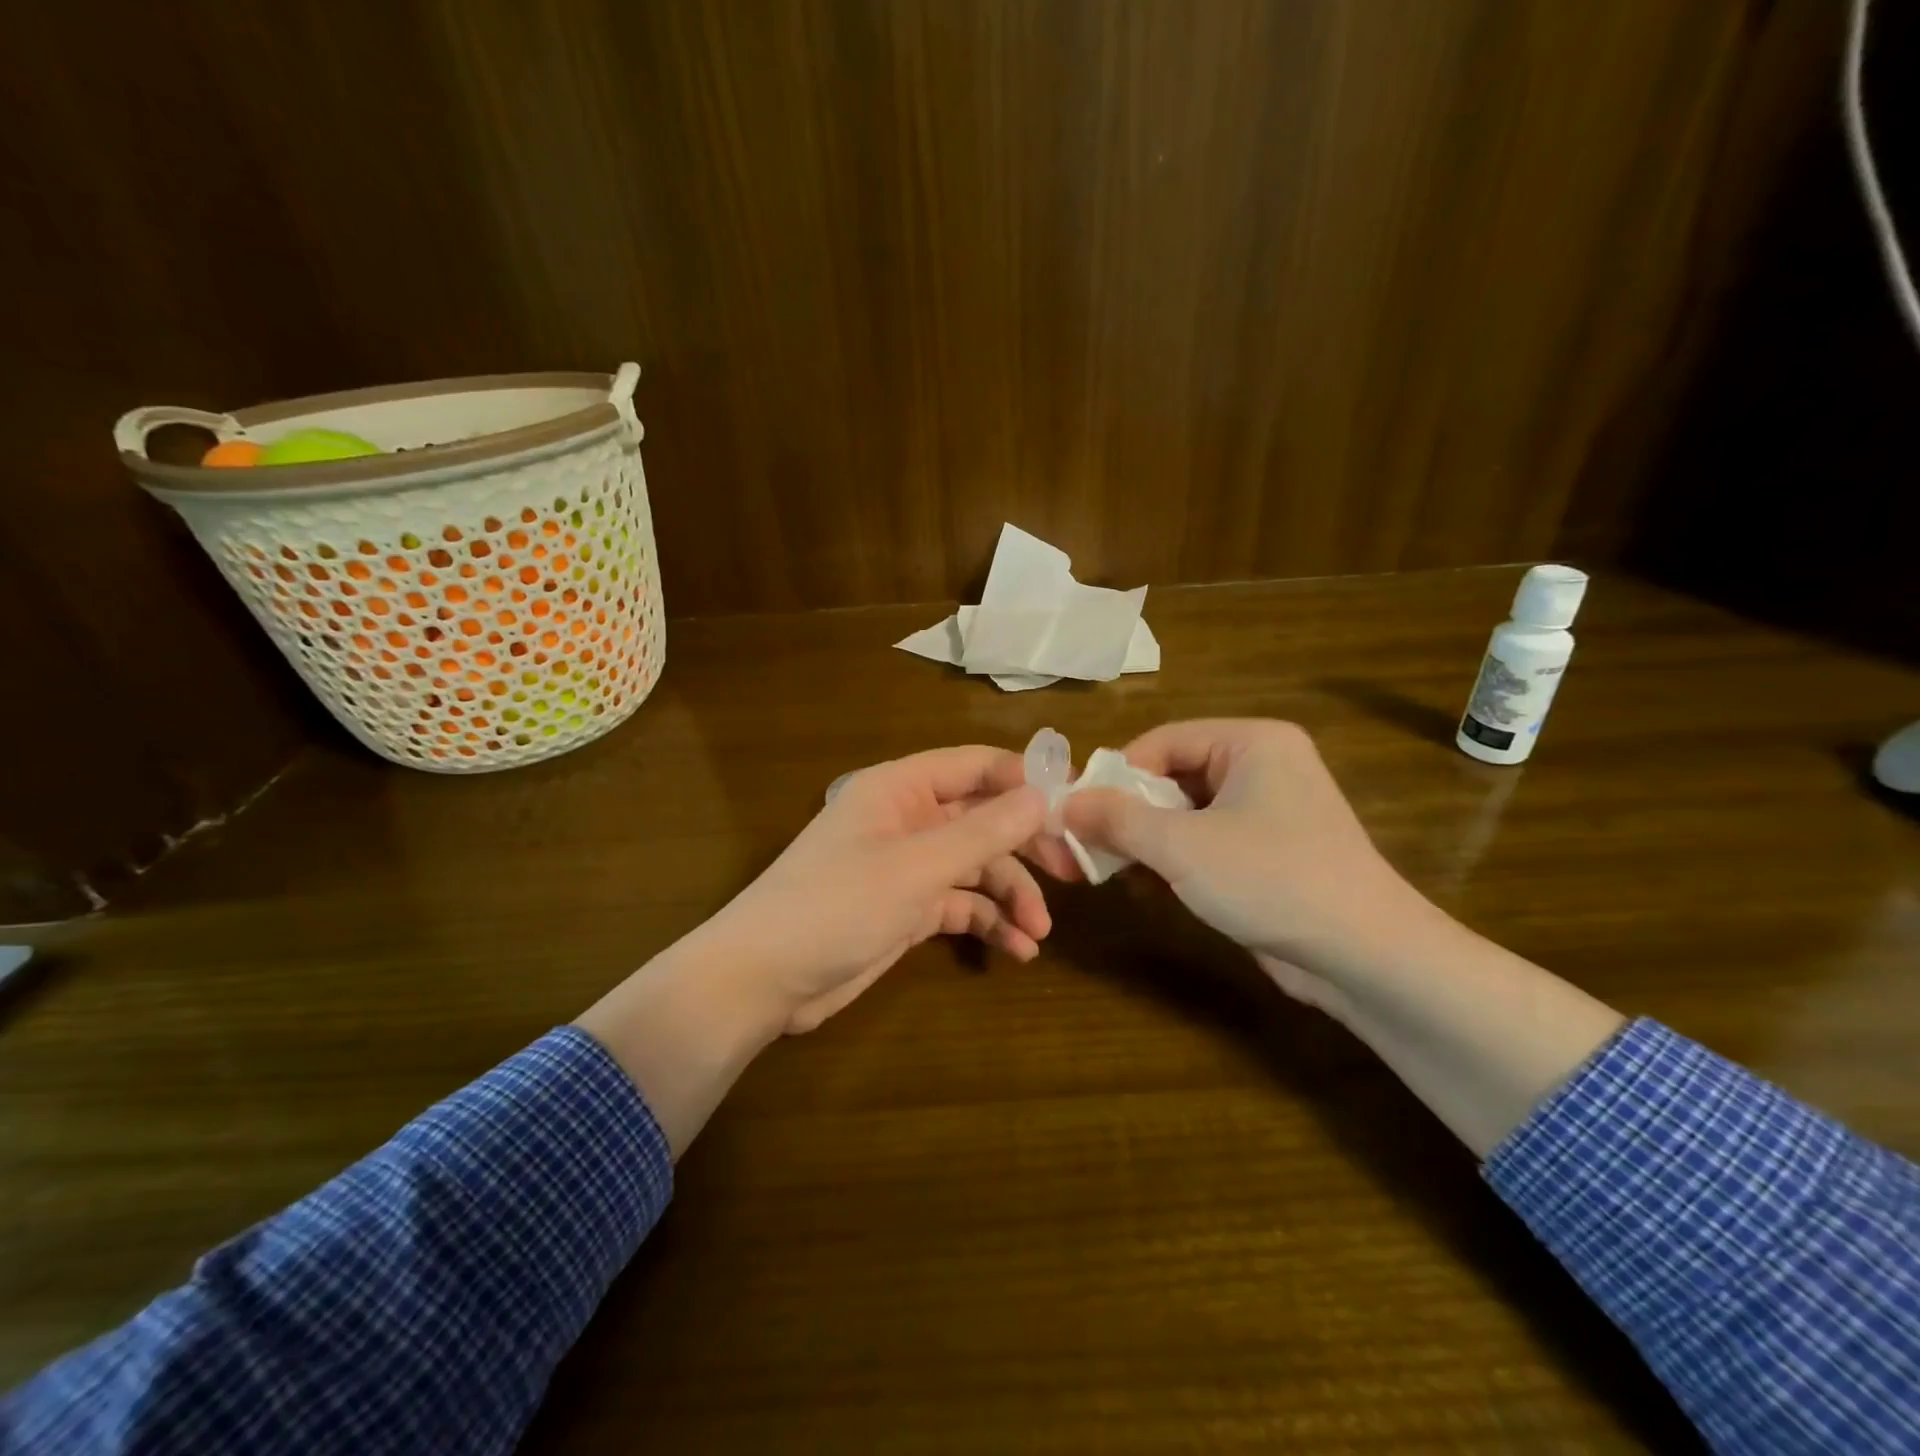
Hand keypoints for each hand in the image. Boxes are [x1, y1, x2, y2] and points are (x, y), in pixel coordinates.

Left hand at [701, 747, 1050, 1033]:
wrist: (763, 980)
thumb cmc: (837, 905)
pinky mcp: (906, 908)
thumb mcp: (917, 867)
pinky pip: (960, 904)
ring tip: (1038, 933)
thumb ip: (983, 832)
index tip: (1076, 803)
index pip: (976, 766)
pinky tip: (1016, 950)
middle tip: (1073, 875)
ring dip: (1011, 895)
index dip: (1025, 778)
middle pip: (983, 819)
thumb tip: (1044, 796)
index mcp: (901, 788)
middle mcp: (908, 819)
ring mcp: (907, 865)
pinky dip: (988, 922)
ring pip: (976, 867)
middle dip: (1026, 847)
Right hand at [1056, 719, 1430, 994]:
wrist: (1366, 957)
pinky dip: (1173, 862)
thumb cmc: (1272, 879)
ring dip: (1145, 843)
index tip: (1077, 812)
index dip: (1115, 775)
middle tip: (1084, 847)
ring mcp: (1267, 812)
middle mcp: (1261, 766)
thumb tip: (1063, 805)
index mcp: (1250, 742)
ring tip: (1110, 873)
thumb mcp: (1182, 846)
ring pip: (1183, 815)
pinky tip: (1149, 891)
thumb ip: (1116, 819)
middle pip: (1170, 778)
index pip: (1161, 741)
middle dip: (1126, 816)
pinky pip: (1204, 843)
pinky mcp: (1266, 853)